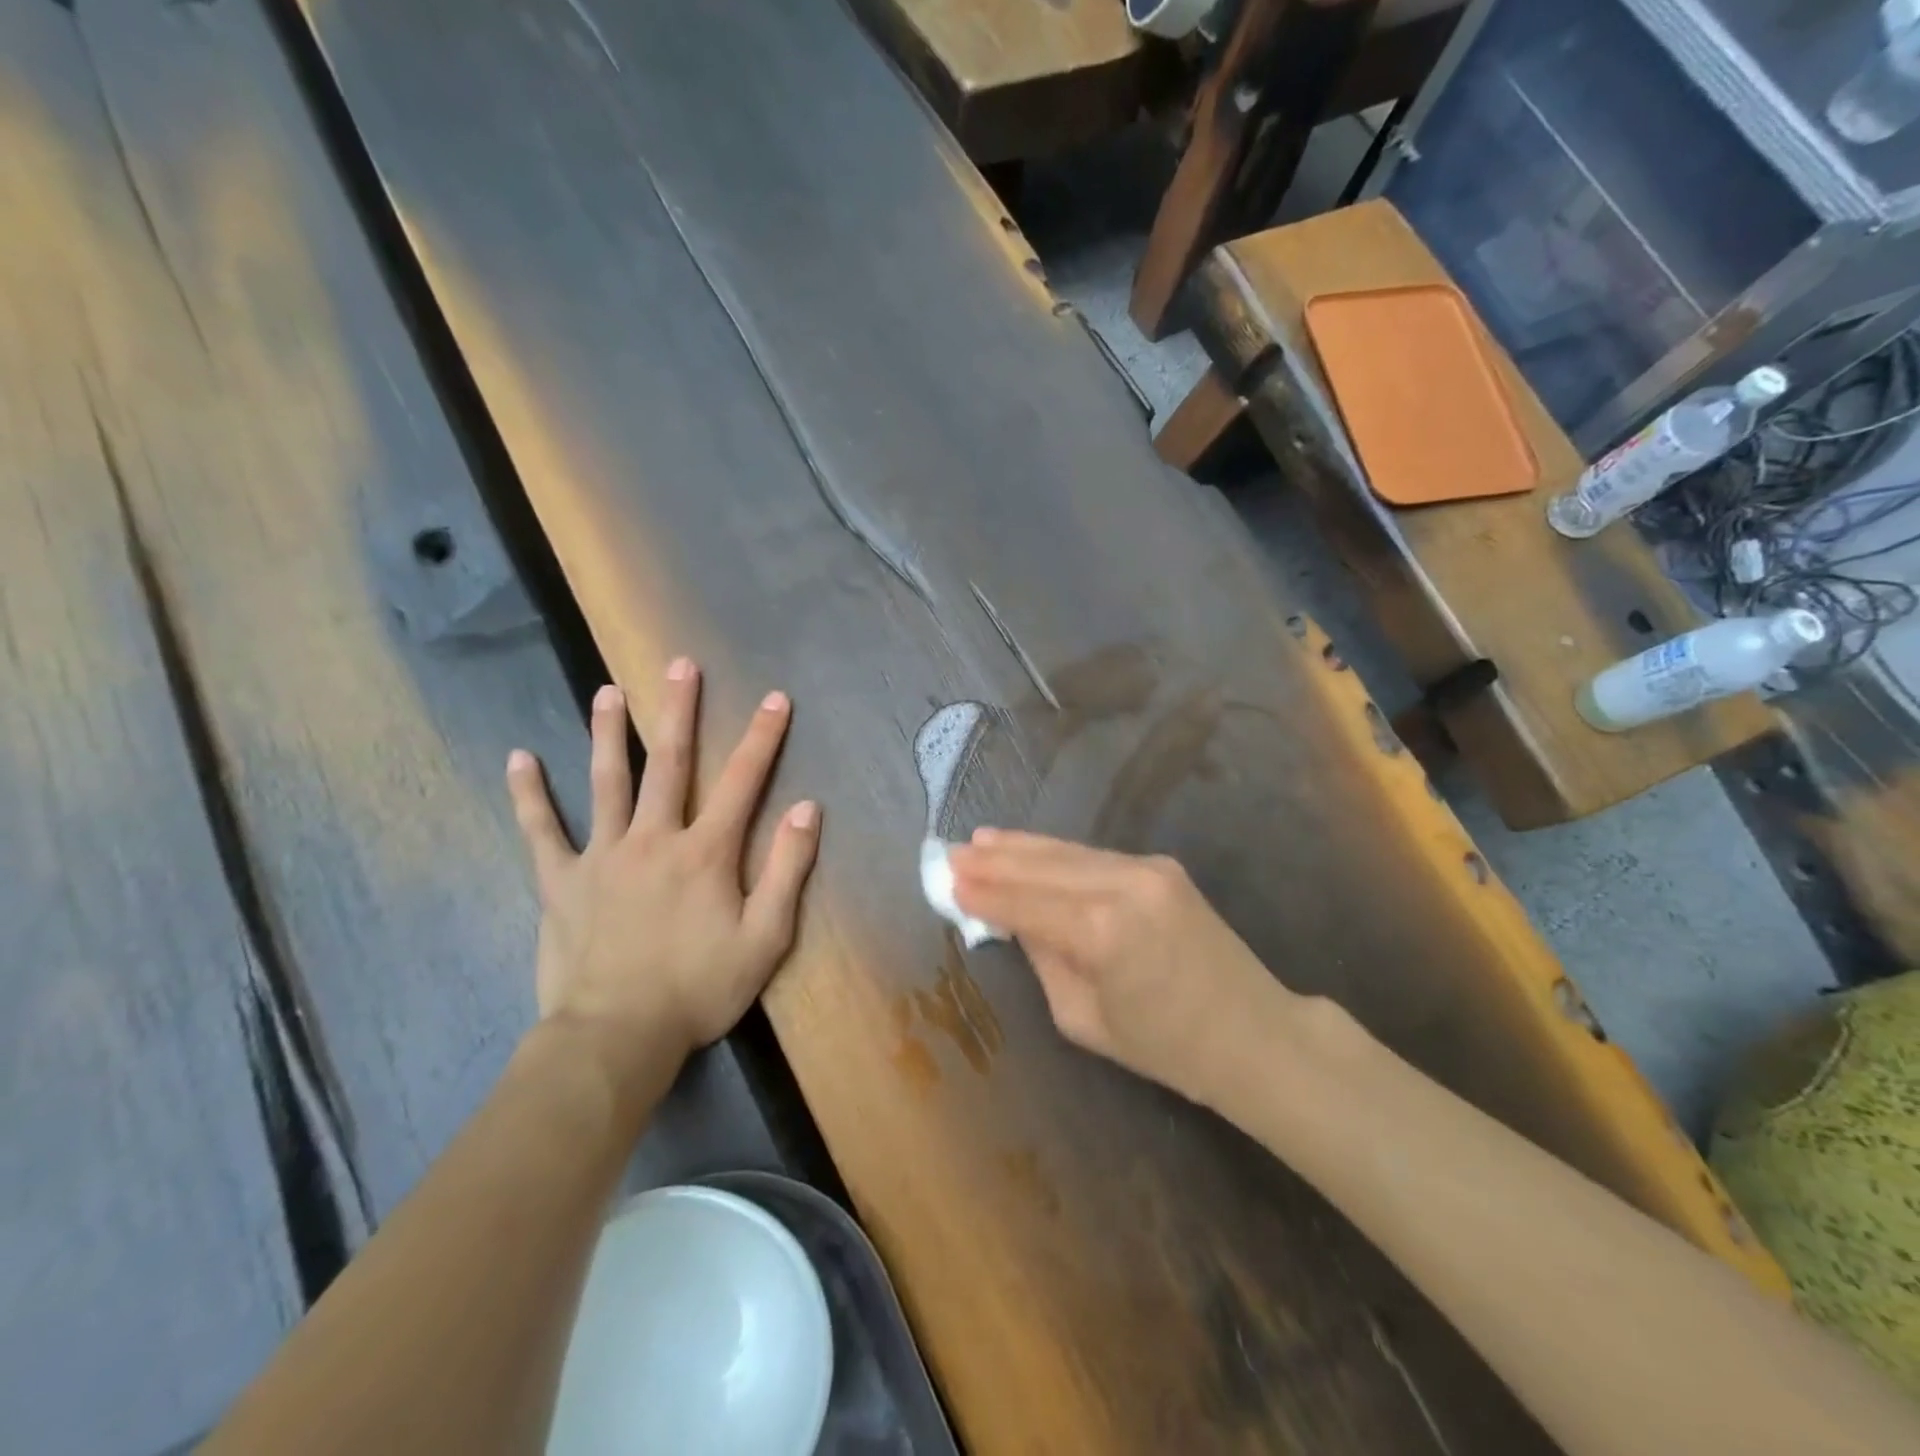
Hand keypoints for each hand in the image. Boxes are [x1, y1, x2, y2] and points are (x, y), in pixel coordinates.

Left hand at [505, 659, 820, 1086]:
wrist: (617, 1036)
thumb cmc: (699, 988)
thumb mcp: (766, 937)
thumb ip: (788, 869)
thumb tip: (806, 808)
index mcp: (706, 851)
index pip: (742, 781)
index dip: (762, 737)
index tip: (775, 698)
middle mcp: (654, 838)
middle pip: (670, 763)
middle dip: (679, 711)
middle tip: (681, 665)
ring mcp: (602, 856)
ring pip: (606, 782)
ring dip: (609, 733)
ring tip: (607, 691)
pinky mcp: (560, 881)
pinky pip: (541, 831)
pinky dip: (529, 795)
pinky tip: (519, 758)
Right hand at [949, 831, 1294, 1102]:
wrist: (1253, 1033)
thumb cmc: (1166, 1047)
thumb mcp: (1084, 1018)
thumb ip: (1045, 960)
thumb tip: (1017, 920)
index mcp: (1102, 932)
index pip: (1024, 904)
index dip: (983, 893)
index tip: (945, 880)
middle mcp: (1123, 887)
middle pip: (1042, 867)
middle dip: (994, 861)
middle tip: (951, 853)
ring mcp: (1146, 869)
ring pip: (1067, 852)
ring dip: (1021, 847)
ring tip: (980, 841)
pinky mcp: (1161, 866)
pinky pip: (1094, 857)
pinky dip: (1057, 854)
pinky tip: (1030, 848)